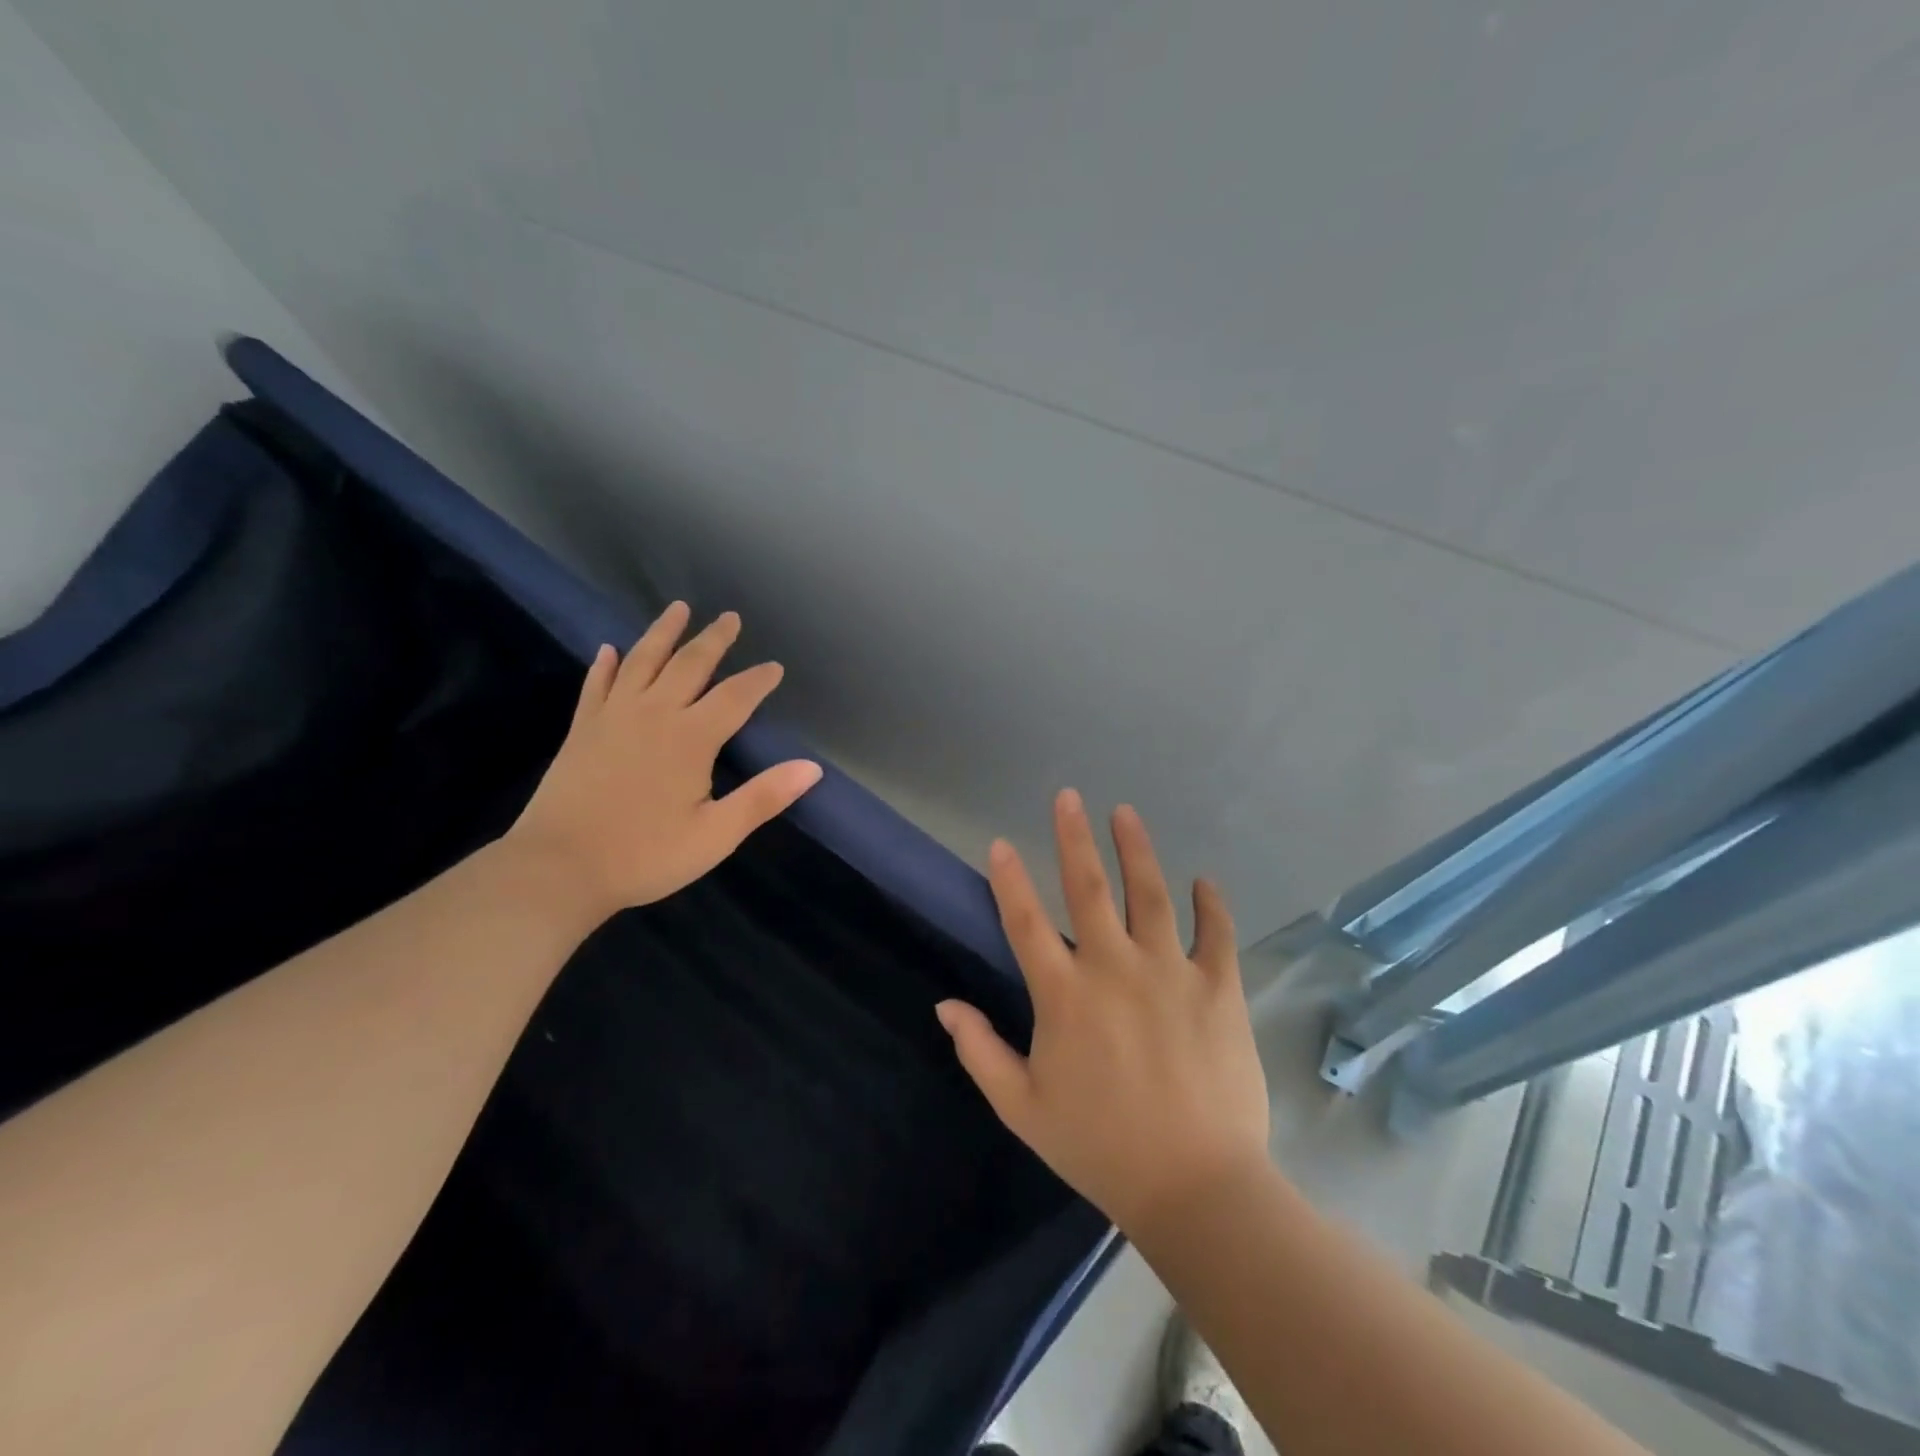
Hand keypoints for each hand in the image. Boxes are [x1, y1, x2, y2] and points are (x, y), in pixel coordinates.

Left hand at [506, 603, 821, 923]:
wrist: (559, 869)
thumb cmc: (645, 855)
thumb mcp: (716, 835)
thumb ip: (764, 797)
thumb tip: (812, 767)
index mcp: (691, 738)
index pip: (735, 697)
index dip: (758, 680)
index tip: (775, 667)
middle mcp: (654, 714)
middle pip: (689, 665)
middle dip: (714, 640)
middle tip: (730, 618)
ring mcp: (612, 717)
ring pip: (642, 661)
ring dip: (663, 633)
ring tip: (678, 608)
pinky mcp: (582, 729)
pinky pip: (596, 685)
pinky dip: (605, 665)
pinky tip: (609, 649)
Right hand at [937, 791, 1269, 1237]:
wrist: (1197, 1188)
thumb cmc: (1100, 1148)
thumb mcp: (1023, 1108)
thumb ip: (980, 1052)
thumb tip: (944, 1006)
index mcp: (1064, 995)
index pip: (1026, 921)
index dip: (1009, 878)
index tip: (999, 842)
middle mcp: (1115, 968)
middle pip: (1089, 888)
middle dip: (1074, 838)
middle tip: (1068, 796)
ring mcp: (1171, 973)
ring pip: (1152, 894)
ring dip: (1137, 850)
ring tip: (1125, 813)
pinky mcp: (1219, 989)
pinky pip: (1216, 933)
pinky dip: (1211, 903)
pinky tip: (1204, 880)